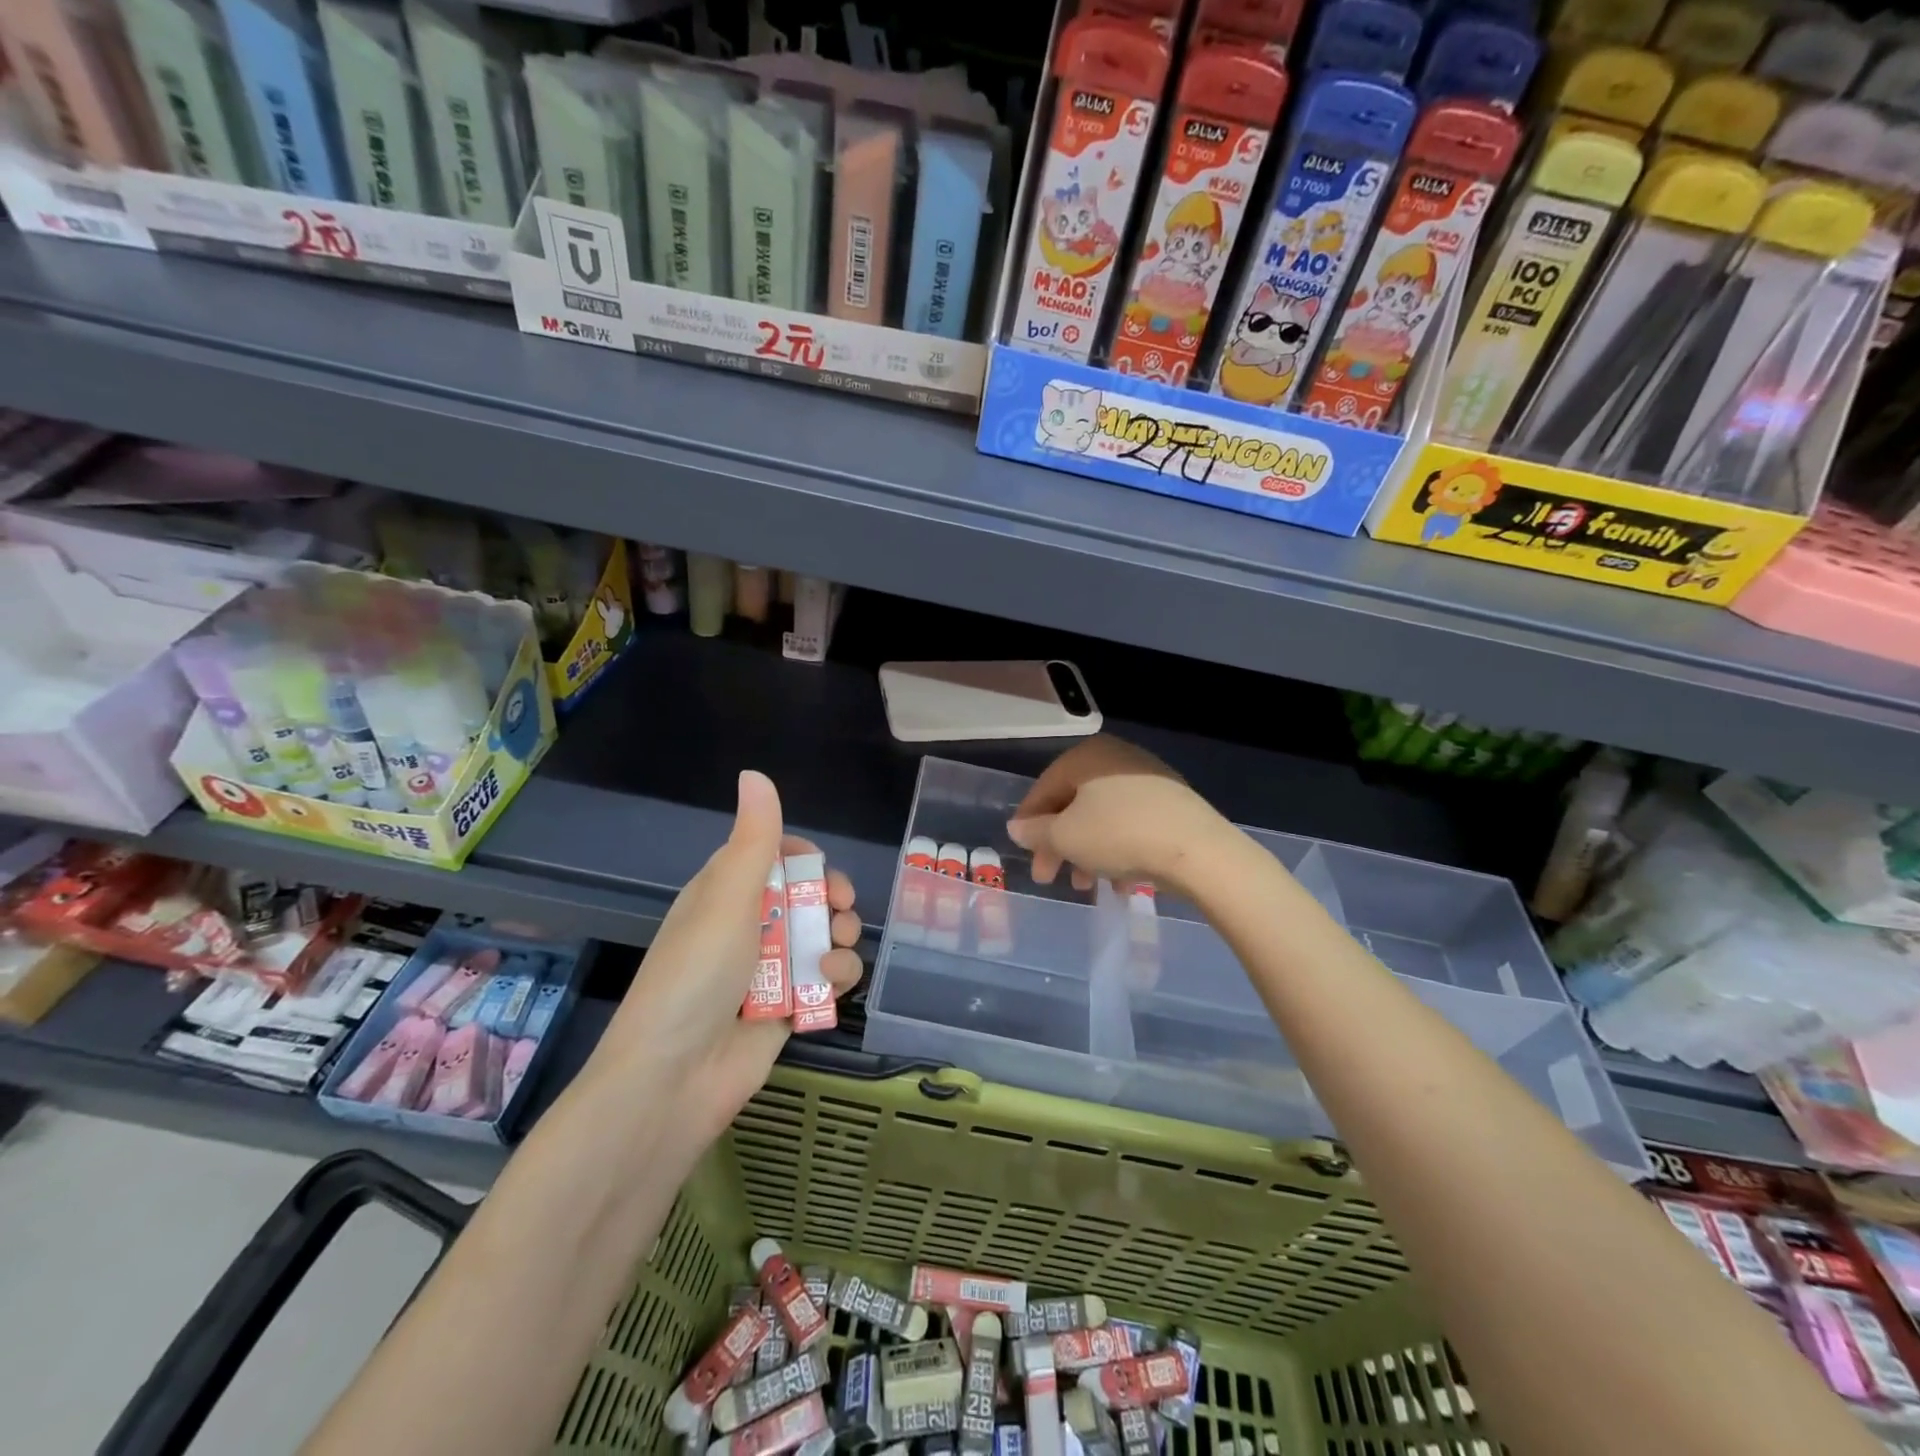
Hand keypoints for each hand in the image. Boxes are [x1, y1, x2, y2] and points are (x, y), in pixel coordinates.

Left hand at [592, 771, 861, 1166]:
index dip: (802, 857)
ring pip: (822, 936)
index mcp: (723, 894)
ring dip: (840, 938)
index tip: (818, 867)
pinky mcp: (787, 1008)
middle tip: (841, 907)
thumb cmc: (697, 975)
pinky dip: (836, 977)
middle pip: (805, 895)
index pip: (770, 857)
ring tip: (836, 951)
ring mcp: (768, 969)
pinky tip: (831, 983)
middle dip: (831, 898)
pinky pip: (825, 978)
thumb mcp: (727, 899)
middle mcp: (746, 927)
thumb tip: (755, 772)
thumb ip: (753, 839)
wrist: (675, 1079)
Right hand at [1007, 736, 1226, 895]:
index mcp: (1087, 756)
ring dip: (1088, 854)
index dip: (1028, 823)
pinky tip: (1121, 884)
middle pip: (1075, 805)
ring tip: (1088, 887)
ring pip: (1104, 818)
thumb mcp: (1065, 837)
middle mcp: (1117, 759)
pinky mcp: (1173, 805)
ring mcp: (1149, 780)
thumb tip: (1017, 828)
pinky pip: (1133, 826)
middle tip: (1050, 878)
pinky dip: (1120, 852)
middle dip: (1059, 845)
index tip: (1023, 854)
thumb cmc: (1118, 835)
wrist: (1198, 851)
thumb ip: (1035, 832)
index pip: (1045, 788)